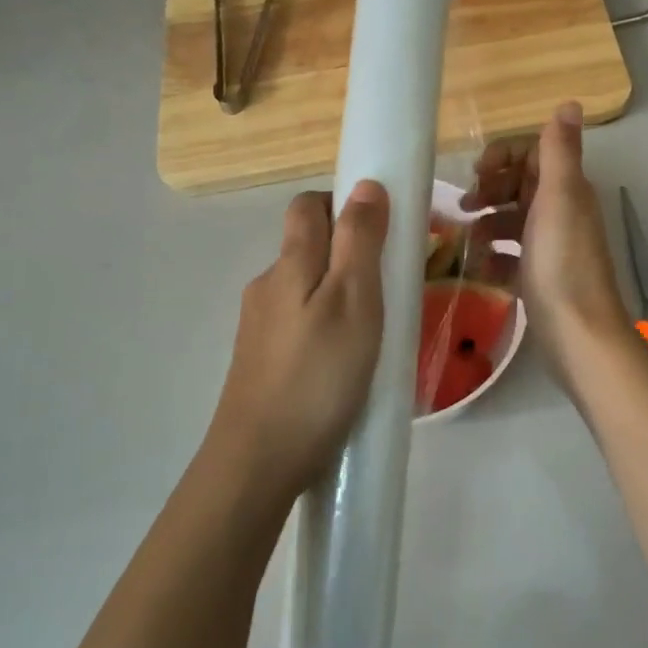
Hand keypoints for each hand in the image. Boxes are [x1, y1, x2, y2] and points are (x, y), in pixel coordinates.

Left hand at [210, 182, 389, 503]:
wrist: (258, 462)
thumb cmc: (317, 375)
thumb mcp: (353, 301)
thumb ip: (360, 240)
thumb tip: (365, 184)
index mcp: (290, 263)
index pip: (307, 206)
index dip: (343, 204)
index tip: (382, 231)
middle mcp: (267, 286)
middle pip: (307, 246)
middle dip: (348, 252)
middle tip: (390, 286)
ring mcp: (259, 326)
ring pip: (305, 288)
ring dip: (339, 293)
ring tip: (375, 331)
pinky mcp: (261, 361)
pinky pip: (299, 324)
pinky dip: (325, 327)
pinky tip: (346, 364)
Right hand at [463, 102, 629, 388]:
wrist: (578, 335)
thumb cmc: (562, 263)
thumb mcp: (558, 199)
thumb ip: (560, 152)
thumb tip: (570, 102)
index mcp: (567, 189)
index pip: (534, 153)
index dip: (504, 155)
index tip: (477, 173)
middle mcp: (561, 212)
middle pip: (520, 185)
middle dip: (491, 189)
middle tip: (465, 206)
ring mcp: (550, 246)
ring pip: (513, 220)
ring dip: (488, 224)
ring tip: (467, 242)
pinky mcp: (539, 277)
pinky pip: (511, 256)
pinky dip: (494, 257)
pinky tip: (480, 269)